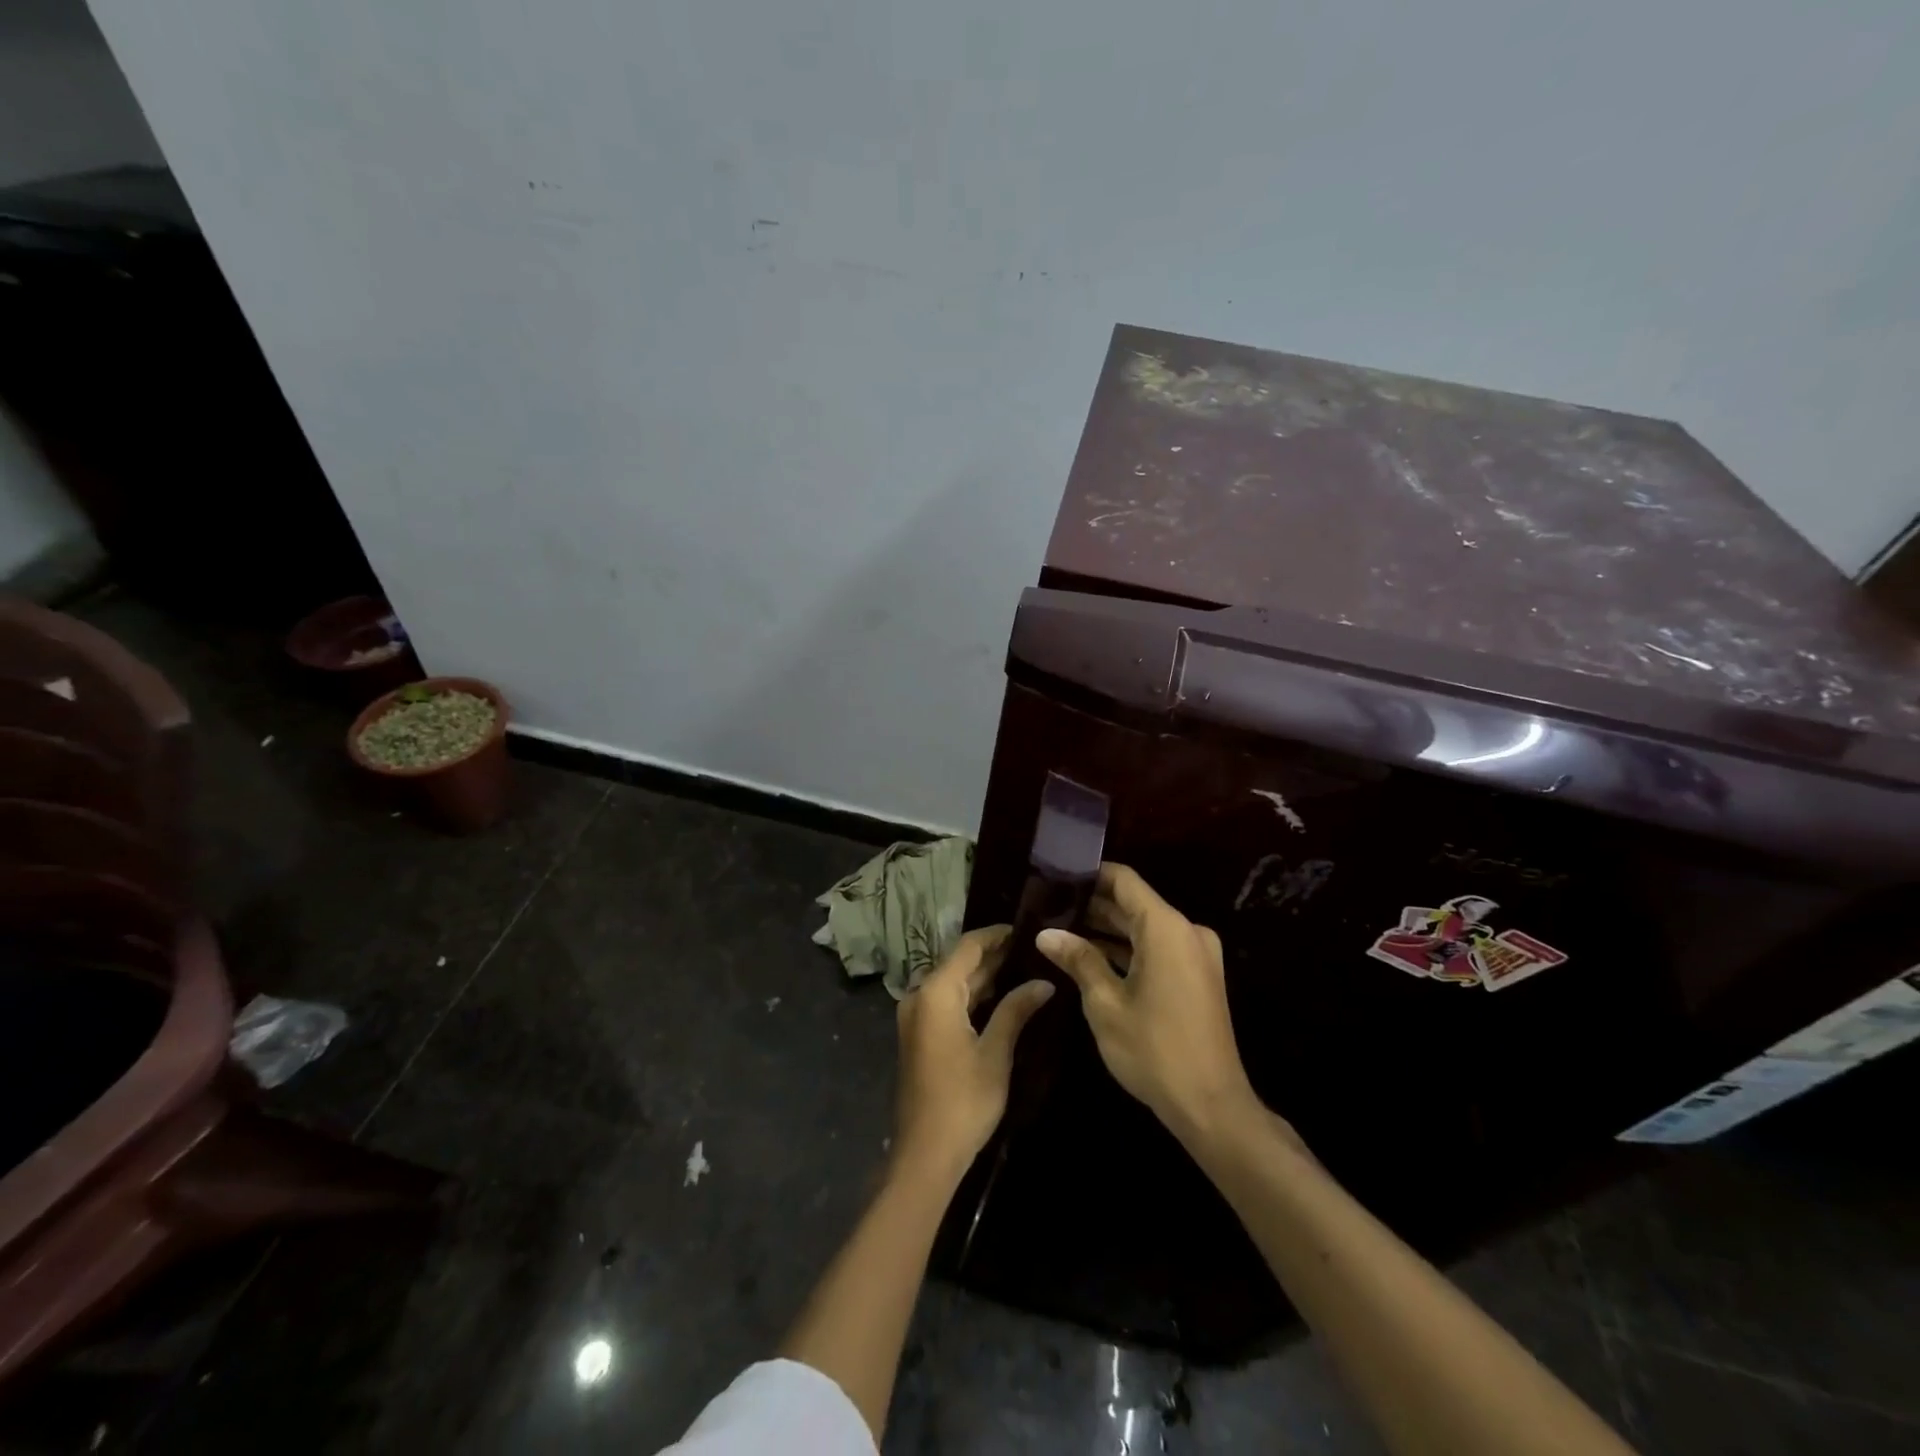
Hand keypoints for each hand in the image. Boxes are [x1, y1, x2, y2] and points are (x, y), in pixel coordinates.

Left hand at [892, 926, 1054, 1182]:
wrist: (925, 1154)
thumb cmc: (964, 1100)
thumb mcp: (995, 1052)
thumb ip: (1016, 1010)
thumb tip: (1044, 982)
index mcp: (935, 992)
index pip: (968, 946)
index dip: (997, 935)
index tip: (1027, 928)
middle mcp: (920, 995)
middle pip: (959, 963)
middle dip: (995, 955)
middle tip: (1034, 948)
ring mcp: (916, 1016)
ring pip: (954, 983)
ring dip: (986, 976)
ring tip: (1026, 967)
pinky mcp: (920, 1034)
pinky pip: (948, 1002)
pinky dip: (973, 996)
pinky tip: (1003, 997)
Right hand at [1037, 864, 1258, 1142]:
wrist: (1212, 1106)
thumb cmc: (1154, 1050)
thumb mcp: (1105, 1003)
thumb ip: (1078, 960)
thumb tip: (1045, 933)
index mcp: (1166, 928)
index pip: (1124, 880)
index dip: (1089, 874)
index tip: (1055, 876)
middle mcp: (1186, 931)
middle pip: (1134, 903)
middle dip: (1093, 904)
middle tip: (1049, 906)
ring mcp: (1196, 954)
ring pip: (1144, 927)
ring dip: (1108, 929)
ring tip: (1062, 929)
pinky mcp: (1198, 976)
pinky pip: (1158, 948)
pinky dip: (1128, 949)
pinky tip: (1092, 956)